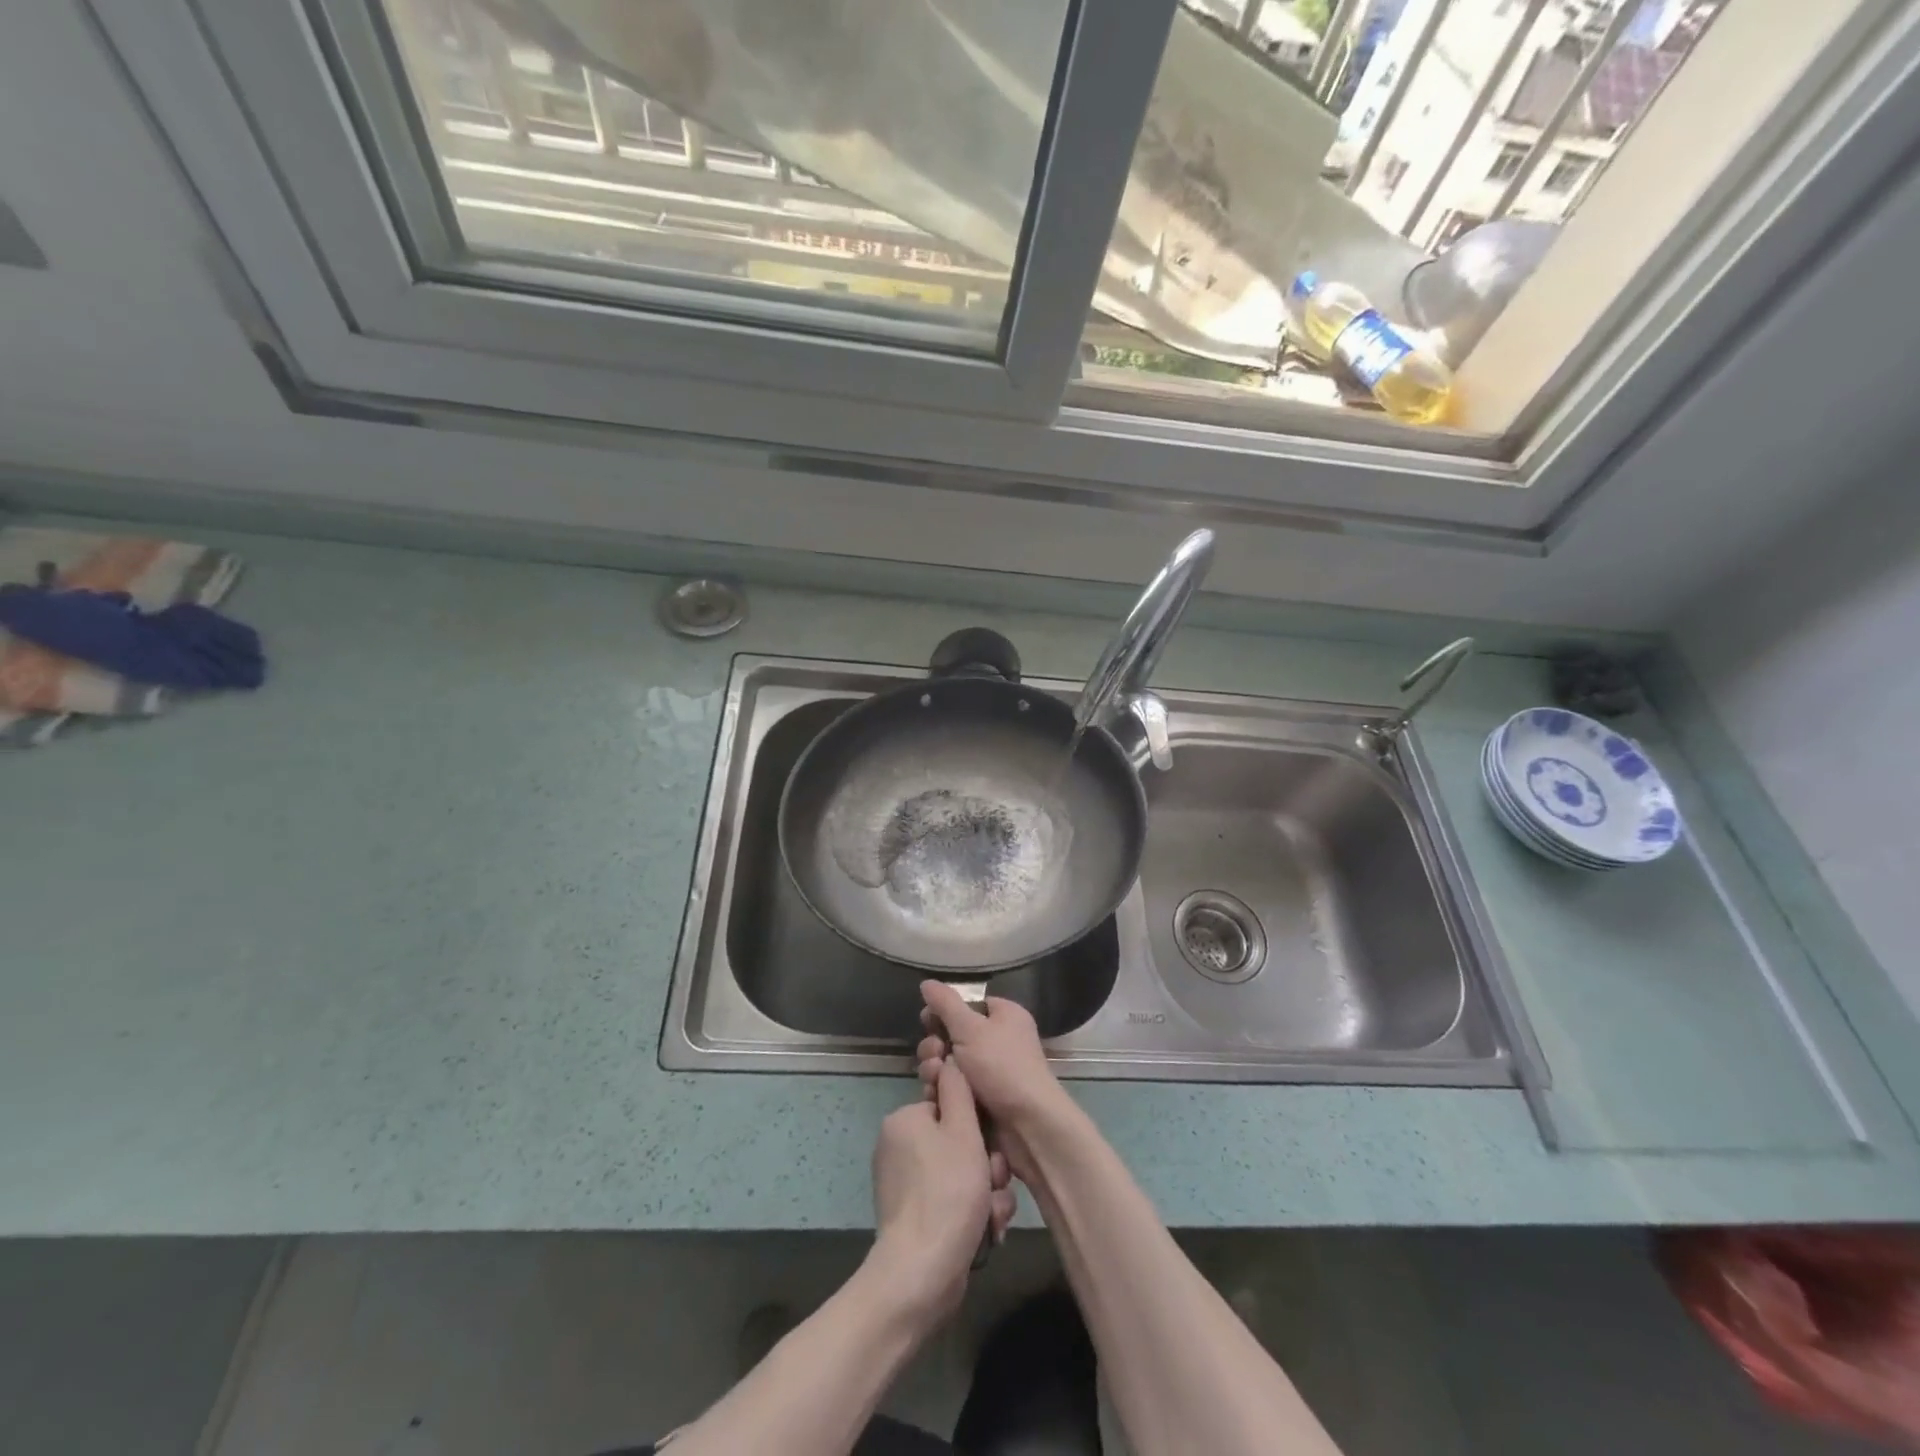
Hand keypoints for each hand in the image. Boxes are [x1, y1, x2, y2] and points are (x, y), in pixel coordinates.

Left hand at [869, 1062, 1015, 1328]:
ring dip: (986, 1191)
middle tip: (996, 1183)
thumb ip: (959, 1090)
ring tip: (993, 1214)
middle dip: (986, 1164)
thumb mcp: (962, 1130)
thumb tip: (951, 1059)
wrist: (921, 1274)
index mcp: (905, 1121)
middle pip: (959, 1143)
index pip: (951, 1106)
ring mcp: (905, 1184)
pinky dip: (972, 1213)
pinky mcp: (914, 1217)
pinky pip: (952, 1201)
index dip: (979, 1125)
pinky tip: (987, 1231)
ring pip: (961, 1174)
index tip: (992, 1146)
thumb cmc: (947, 1192)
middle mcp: (899, 1148)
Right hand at [915, 982, 1074, 1188]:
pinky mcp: (984, 1100)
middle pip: (954, 1035)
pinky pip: (956, 1088)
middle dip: (936, 1046)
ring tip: (934, 1079)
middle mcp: (999, 1040)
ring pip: (951, 1064)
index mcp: (1004, 1016)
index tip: (926, 1021)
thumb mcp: (970, 1028)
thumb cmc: (1002, 1066)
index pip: (967, 1005)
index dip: (944, 1012)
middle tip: (934, 1056)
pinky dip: (944, 1091)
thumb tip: (927, 982)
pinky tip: (936, 1097)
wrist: (1028, 1125)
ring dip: (936, 1070)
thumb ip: (946, 1004)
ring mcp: (991, 1072)